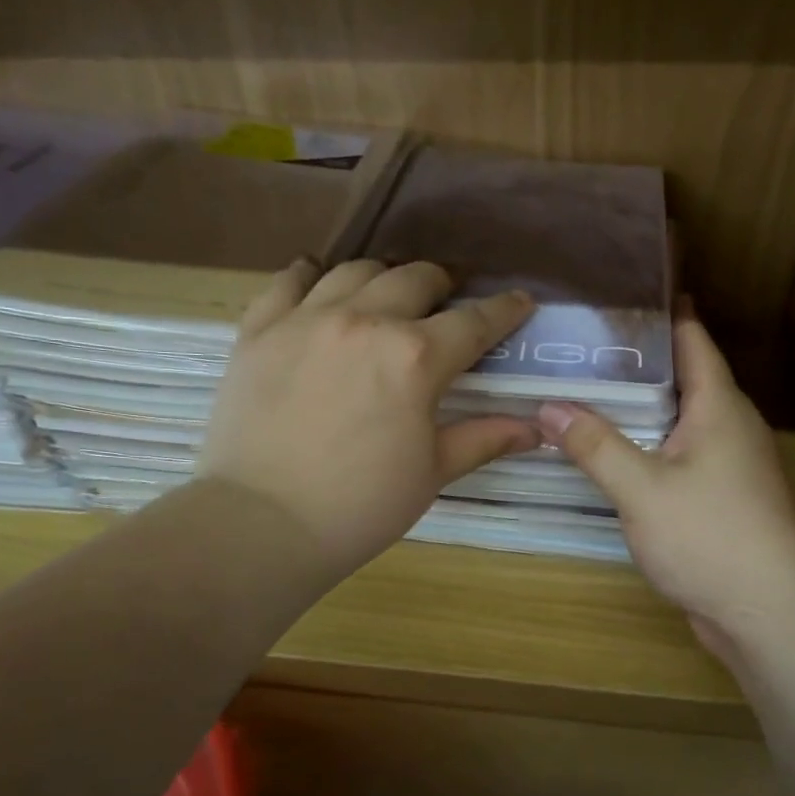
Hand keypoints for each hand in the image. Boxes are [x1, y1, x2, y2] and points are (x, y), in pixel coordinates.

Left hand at [199, 258, 538, 582]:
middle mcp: (364, 321)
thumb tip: (535, 429)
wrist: (261, 525)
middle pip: (415, 278)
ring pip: (355, 270)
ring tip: (387, 296)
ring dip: (383, 277)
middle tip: (446, 303)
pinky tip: (318, 282)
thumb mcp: (432, 473)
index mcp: (415, 357)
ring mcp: (306, 319)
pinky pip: (287, 281)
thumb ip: (483, 439)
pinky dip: (310, 276)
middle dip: (442, 285)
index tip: (520, 302)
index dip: (504, 310)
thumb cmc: (360, 507)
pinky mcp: (259, 330)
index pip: (474, 321)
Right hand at [537, 307, 794, 660]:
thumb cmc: (710, 537)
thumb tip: (548, 406)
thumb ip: (594, 444)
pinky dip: (646, 446)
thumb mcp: (641, 488)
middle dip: (635, 359)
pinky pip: (678, 455)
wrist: (768, 613)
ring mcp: (729, 464)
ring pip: (678, 419)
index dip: (660, 310)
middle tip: (579, 345)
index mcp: (719, 405)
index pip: (691, 337)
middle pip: (682, 376)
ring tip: (584, 393)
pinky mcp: (722, 497)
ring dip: (638, 407)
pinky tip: (611, 453)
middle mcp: (729, 425)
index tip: (617, 291)